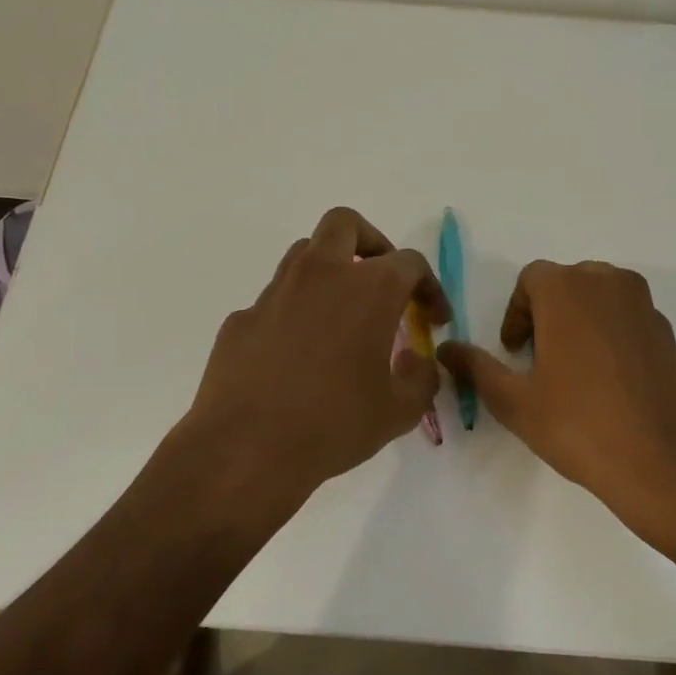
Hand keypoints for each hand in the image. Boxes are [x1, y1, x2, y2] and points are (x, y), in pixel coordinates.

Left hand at [179, 207, 449, 502]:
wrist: (246, 449)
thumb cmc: (334, 424)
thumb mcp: (400, 410)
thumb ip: (421, 378)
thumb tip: (417, 362)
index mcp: (369, 289)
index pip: (410, 264)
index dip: (430, 287)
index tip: (434, 318)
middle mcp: (321, 275)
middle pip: (345, 225)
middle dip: (371, 243)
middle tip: (382, 281)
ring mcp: (274, 293)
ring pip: (305, 254)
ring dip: (330, 271)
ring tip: (342, 314)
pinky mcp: (242, 318)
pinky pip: (276, 300)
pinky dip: (296, 312)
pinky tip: (298, 355)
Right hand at [437, 261, 675, 526]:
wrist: (662, 460)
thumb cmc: (578, 425)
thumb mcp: (514, 401)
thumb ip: (476, 367)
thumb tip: (447, 349)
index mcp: (567, 290)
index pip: (532, 278)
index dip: (515, 312)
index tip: (514, 351)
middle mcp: (609, 284)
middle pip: (568, 282)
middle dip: (547, 312)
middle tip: (538, 358)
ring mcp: (644, 306)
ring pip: (601, 296)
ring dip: (580, 319)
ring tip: (573, 368)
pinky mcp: (667, 332)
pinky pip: (628, 317)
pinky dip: (610, 333)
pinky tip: (608, 381)